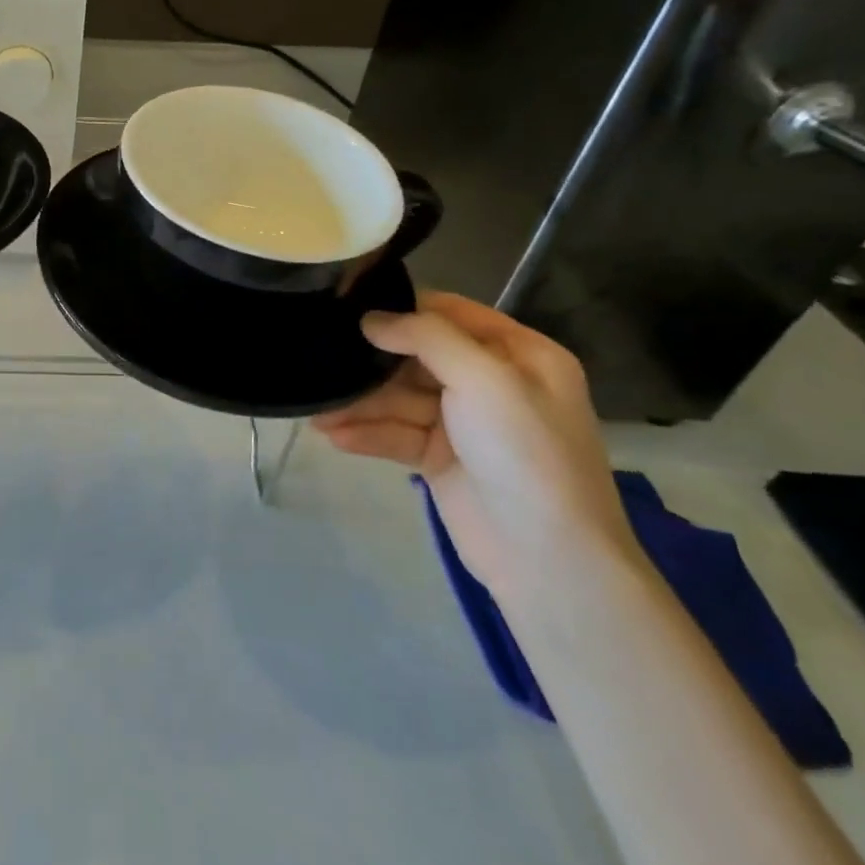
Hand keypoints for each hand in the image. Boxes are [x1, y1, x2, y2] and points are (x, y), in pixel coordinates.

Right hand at [313, 292, 637, 604]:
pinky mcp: (441, 460)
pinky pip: (397, 435)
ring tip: (317, 410)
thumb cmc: (524, 452)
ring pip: (401, 400)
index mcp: (519, 354)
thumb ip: (426, 337)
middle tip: (323, 359)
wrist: (547, 559)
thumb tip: (371, 318)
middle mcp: (492, 383)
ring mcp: (465, 424)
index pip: (451, 314)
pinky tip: (333, 435)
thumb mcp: (484, 379)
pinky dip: (367, 434)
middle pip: (417, 358)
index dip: (403, 308)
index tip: (349, 305)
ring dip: (361, 405)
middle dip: (372, 363)